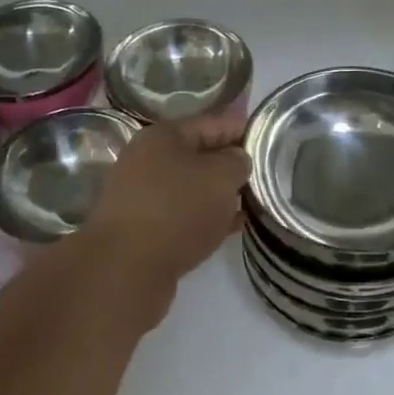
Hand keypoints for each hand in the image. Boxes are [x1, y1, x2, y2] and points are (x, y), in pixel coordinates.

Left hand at [84, 110, 246, 294]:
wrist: (125, 271)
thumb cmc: (177, 210)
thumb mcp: (220, 177)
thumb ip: (237, 162)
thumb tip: (237, 160)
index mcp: (163, 136)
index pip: (212, 123)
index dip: (242, 129)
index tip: (268, 139)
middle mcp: (148, 161)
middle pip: (200, 156)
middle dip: (231, 165)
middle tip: (264, 173)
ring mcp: (143, 196)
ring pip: (192, 188)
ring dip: (220, 194)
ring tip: (253, 201)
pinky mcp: (144, 230)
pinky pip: (184, 215)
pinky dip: (207, 218)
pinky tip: (232, 227)